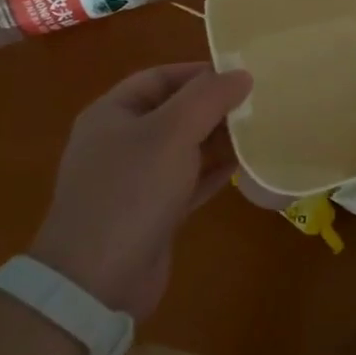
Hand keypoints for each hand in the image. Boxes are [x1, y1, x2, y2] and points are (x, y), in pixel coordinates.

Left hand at [29, 64, 252, 319]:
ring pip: (184, 148)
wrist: (96, 282)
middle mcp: (120, 142)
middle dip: (214, 106)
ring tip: (259, 130)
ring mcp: (134, 180)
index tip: (242, 75)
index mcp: (112, 114)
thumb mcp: (172, 132)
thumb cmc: (131, 191)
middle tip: (258, 102)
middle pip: (174, 111)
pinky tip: (245, 167)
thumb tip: (241, 74)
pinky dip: (214, 172)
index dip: (200, 72)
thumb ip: (208, 97)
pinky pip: (188, 181)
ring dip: (218, 139)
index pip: (160, 77)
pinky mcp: (152, 212)